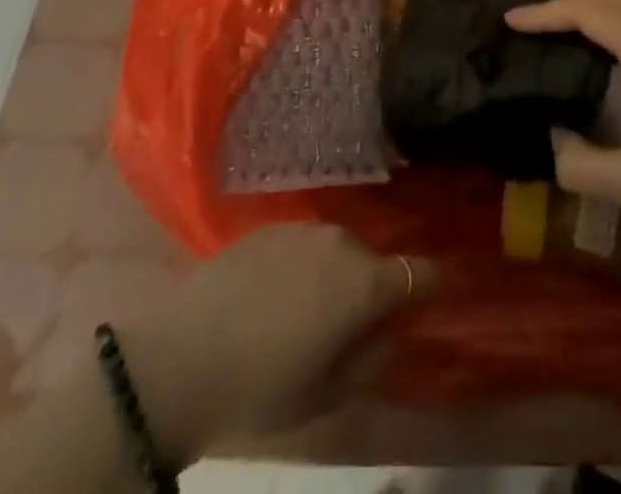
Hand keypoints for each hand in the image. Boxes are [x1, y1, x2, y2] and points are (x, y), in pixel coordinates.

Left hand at [120, 223, 432, 464]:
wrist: (184, 352)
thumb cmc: (265, 384)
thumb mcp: (329, 394)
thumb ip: (373, 360)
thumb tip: (390, 333)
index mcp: (366, 281)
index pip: (422, 272)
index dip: (433, 285)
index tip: (436, 296)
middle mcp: (343, 241)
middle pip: (374, 261)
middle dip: (375, 286)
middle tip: (357, 323)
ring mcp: (304, 228)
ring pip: (338, 250)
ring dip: (337, 274)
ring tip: (314, 309)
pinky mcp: (270, 226)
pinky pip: (304, 245)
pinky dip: (305, 266)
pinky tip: (279, 295)